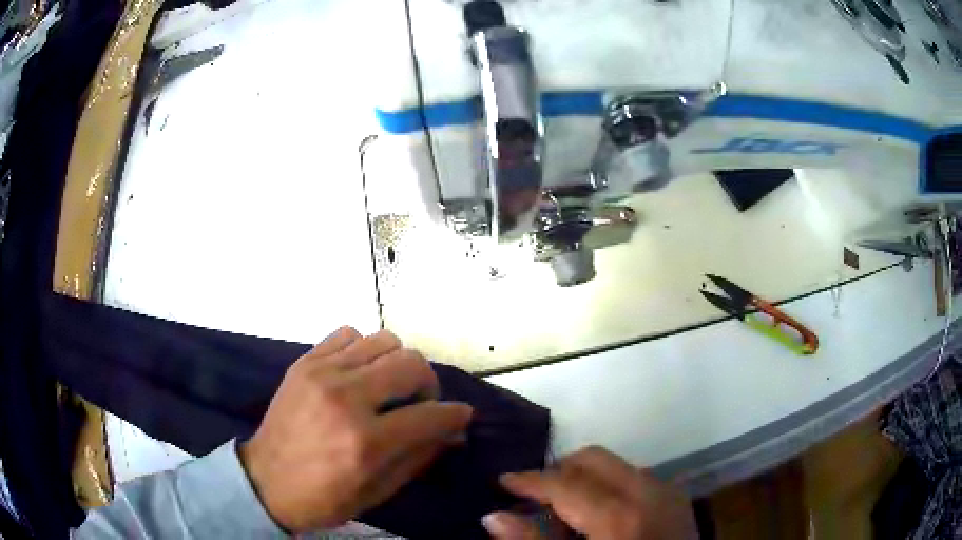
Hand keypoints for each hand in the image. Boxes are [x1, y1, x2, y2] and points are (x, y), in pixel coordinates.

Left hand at [239, 327, 472, 531]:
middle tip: (421, 402)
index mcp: (366, 442)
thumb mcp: (377, 492)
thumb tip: (453, 434)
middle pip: (412, 364)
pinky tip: (359, 372)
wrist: (264, 482)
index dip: (455, 415)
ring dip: (398, 363)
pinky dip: (364, 349)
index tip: (460, 416)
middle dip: (429, 384)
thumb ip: (418, 458)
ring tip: (389, 386)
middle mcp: (346, 399)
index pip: (431, 415)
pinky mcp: (304, 362)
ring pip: (384, 340)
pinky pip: (349, 334)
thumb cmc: (323, 498)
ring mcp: (322, 374)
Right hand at [483, 446, 696, 539]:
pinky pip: (637, 478)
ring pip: (617, 465)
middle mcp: (647, 492)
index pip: (563, 483)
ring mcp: (668, 493)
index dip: (528, 480)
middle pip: (594, 459)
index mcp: (618, 515)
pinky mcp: (678, 500)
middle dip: (560, 470)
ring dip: (586, 478)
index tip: (503, 480)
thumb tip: (493, 517)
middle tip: (534, 495)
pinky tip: (602, 514)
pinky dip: (612, 486)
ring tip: (566, 508)